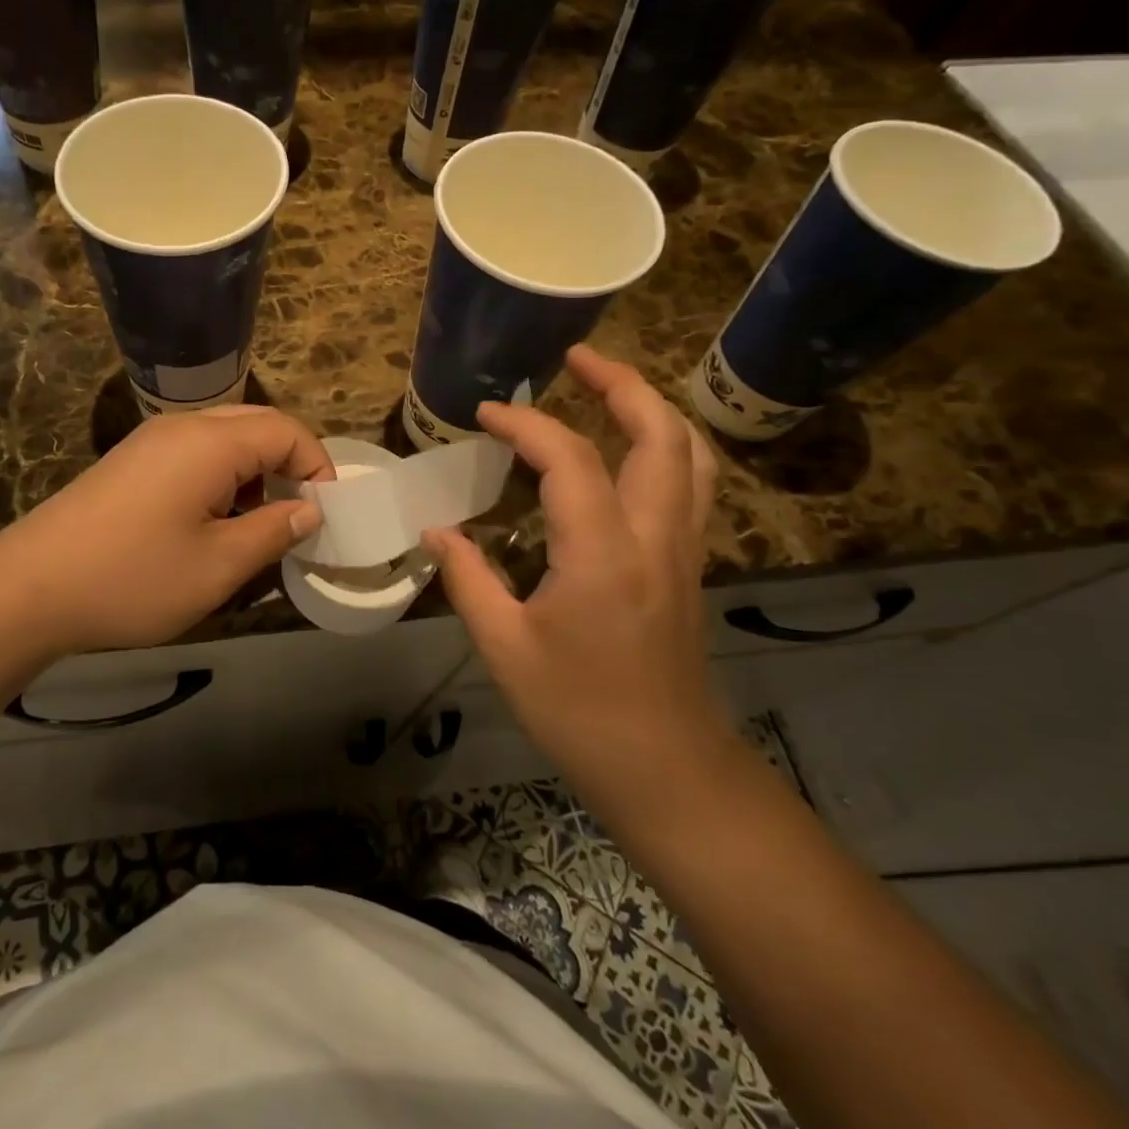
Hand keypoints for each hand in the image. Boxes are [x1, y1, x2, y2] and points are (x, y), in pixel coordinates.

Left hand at [0, 406, 331, 658]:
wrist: (28, 589)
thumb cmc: (133, 578)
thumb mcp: (218, 566)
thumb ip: (273, 532)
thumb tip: (309, 511)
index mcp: (210, 442)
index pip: (286, 430)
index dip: (317, 466)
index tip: (325, 514)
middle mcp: (182, 426)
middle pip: (256, 423)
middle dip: (287, 464)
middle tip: (297, 514)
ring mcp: (150, 440)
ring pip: (224, 437)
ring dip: (254, 470)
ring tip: (258, 523)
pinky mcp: (130, 461)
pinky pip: (194, 452)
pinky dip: (221, 476)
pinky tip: (212, 521)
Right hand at [423, 346, 733, 827]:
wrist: (668, 770)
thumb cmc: (580, 712)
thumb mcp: (505, 648)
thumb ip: (467, 578)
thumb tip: (437, 530)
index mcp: (603, 554)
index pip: (569, 459)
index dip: (526, 424)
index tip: (487, 415)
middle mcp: (655, 536)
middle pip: (659, 433)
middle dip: (619, 383)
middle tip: (575, 358)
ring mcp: (683, 548)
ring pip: (689, 453)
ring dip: (651, 408)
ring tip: (607, 386)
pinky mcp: (689, 563)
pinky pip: (691, 482)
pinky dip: (664, 445)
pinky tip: (630, 449)